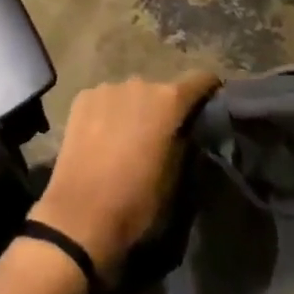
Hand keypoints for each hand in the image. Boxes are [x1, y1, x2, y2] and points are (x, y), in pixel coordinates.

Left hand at [30, 71, 221, 278]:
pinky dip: (109, 112)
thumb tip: (185, 129)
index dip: (208, 89)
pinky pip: (105, 100)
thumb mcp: (175, 177)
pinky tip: (103, 136)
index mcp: (167, 101)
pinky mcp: (81, 98)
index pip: (199, 80)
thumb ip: (184, 142)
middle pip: (160, 89)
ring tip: (130, 137)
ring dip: (135, 109)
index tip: (212, 101)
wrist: (81, 214)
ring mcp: (106, 88)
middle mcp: (138, 84)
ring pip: (131, 94)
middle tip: (164, 135)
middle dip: (165, 107)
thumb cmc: (137, 201)